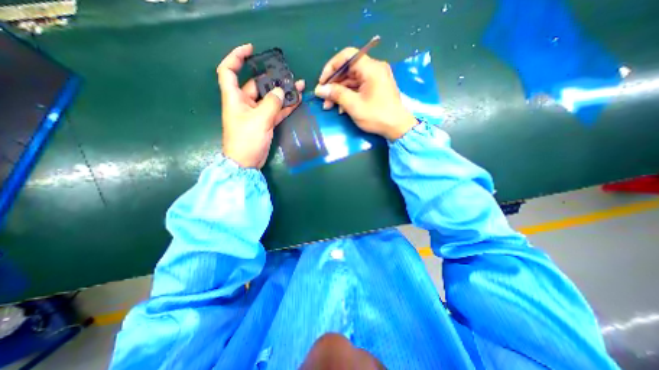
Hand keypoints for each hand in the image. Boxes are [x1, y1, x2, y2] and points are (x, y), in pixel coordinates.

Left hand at [218, 43, 305, 168]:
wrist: (246, 163)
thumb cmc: (246, 140)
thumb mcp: (259, 120)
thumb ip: (272, 104)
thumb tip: (281, 91)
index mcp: (234, 97)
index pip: (229, 70)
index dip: (237, 57)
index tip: (251, 50)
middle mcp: (244, 103)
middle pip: (256, 85)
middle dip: (272, 78)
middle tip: (288, 75)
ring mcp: (256, 113)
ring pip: (270, 99)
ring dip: (283, 93)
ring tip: (298, 86)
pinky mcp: (265, 123)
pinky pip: (276, 111)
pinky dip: (285, 107)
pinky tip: (296, 100)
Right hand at [313, 48, 415, 139]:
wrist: (397, 128)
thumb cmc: (377, 116)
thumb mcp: (354, 105)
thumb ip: (336, 94)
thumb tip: (319, 89)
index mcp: (371, 68)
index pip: (347, 56)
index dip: (331, 67)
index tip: (322, 82)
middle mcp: (374, 69)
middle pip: (348, 70)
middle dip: (334, 85)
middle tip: (324, 99)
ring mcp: (375, 79)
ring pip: (351, 80)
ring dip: (339, 93)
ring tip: (329, 107)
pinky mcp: (376, 88)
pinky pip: (358, 88)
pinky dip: (348, 96)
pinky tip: (342, 109)